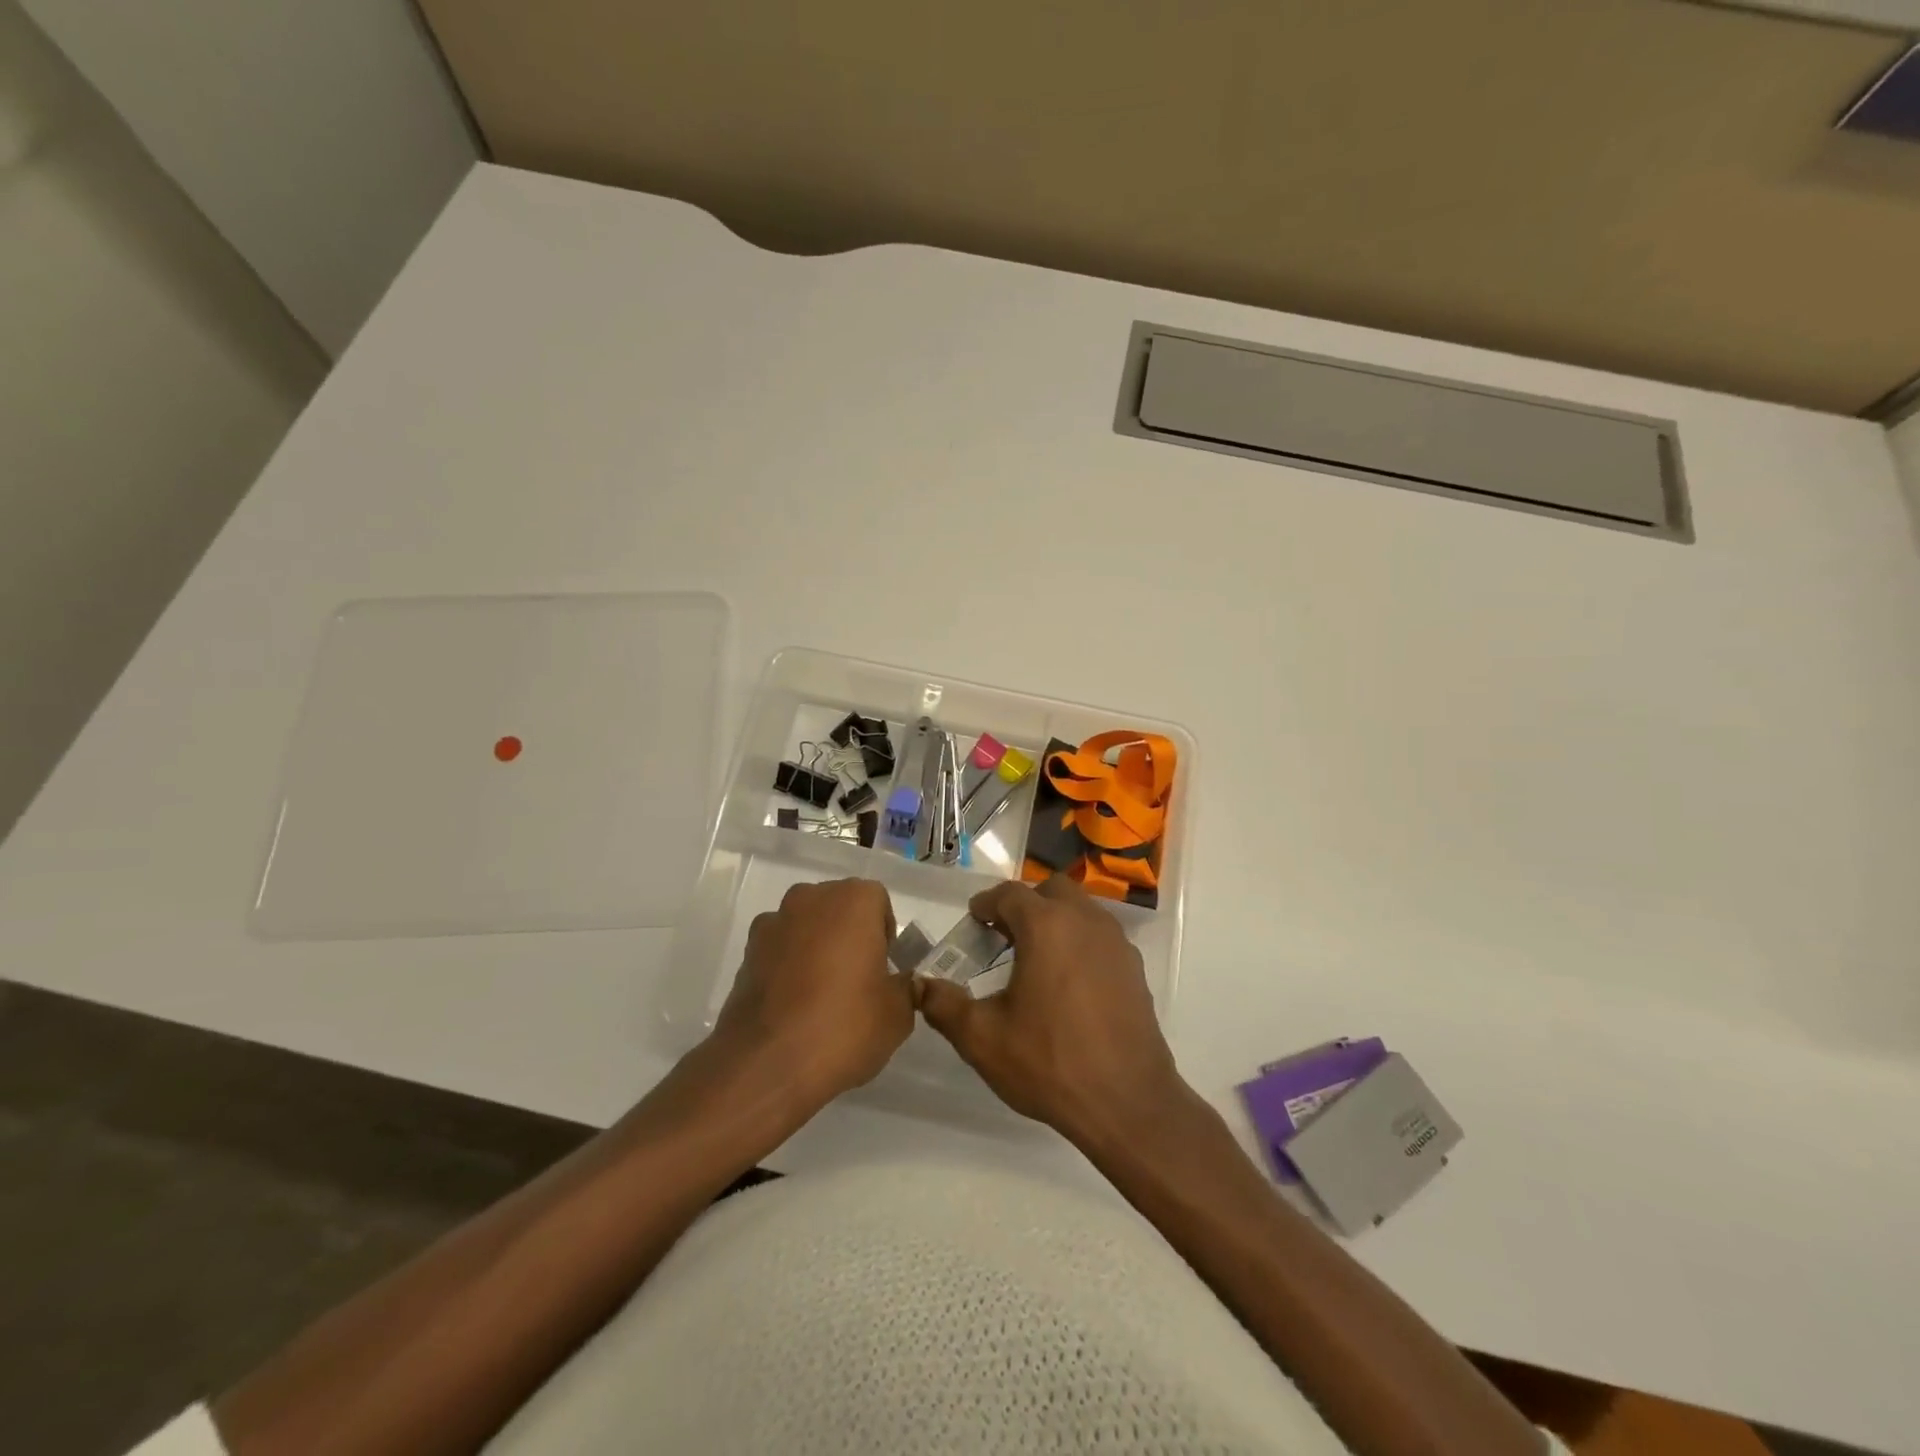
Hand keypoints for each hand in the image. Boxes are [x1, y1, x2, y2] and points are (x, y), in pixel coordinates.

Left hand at [711, 879, 913, 1111]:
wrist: (767, 1065)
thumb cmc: (844, 1027)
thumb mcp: (898, 1013)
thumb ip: (905, 988)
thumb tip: (902, 984)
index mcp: (852, 900)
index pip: (877, 902)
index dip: (884, 935)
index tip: (884, 969)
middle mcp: (809, 899)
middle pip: (838, 908)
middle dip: (849, 936)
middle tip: (858, 981)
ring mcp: (772, 924)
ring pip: (806, 927)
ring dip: (816, 949)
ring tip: (822, 997)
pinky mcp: (746, 954)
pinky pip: (779, 951)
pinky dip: (788, 967)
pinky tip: (794, 1007)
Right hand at [914, 876, 1189, 1145]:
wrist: (1128, 1103)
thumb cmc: (1050, 1063)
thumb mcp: (983, 1039)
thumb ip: (945, 1006)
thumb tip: (921, 986)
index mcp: (1046, 926)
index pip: (1009, 894)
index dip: (986, 905)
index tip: (973, 923)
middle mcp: (1085, 921)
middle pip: (1050, 891)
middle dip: (1025, 905)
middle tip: (1004, 937)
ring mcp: (1116, 942)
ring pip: (1081, 910)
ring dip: (1055, 921)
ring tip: (1035, 960)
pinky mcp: (1135, 968)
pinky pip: (1100, 937)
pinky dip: (1080, 942)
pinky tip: (1068, 984)